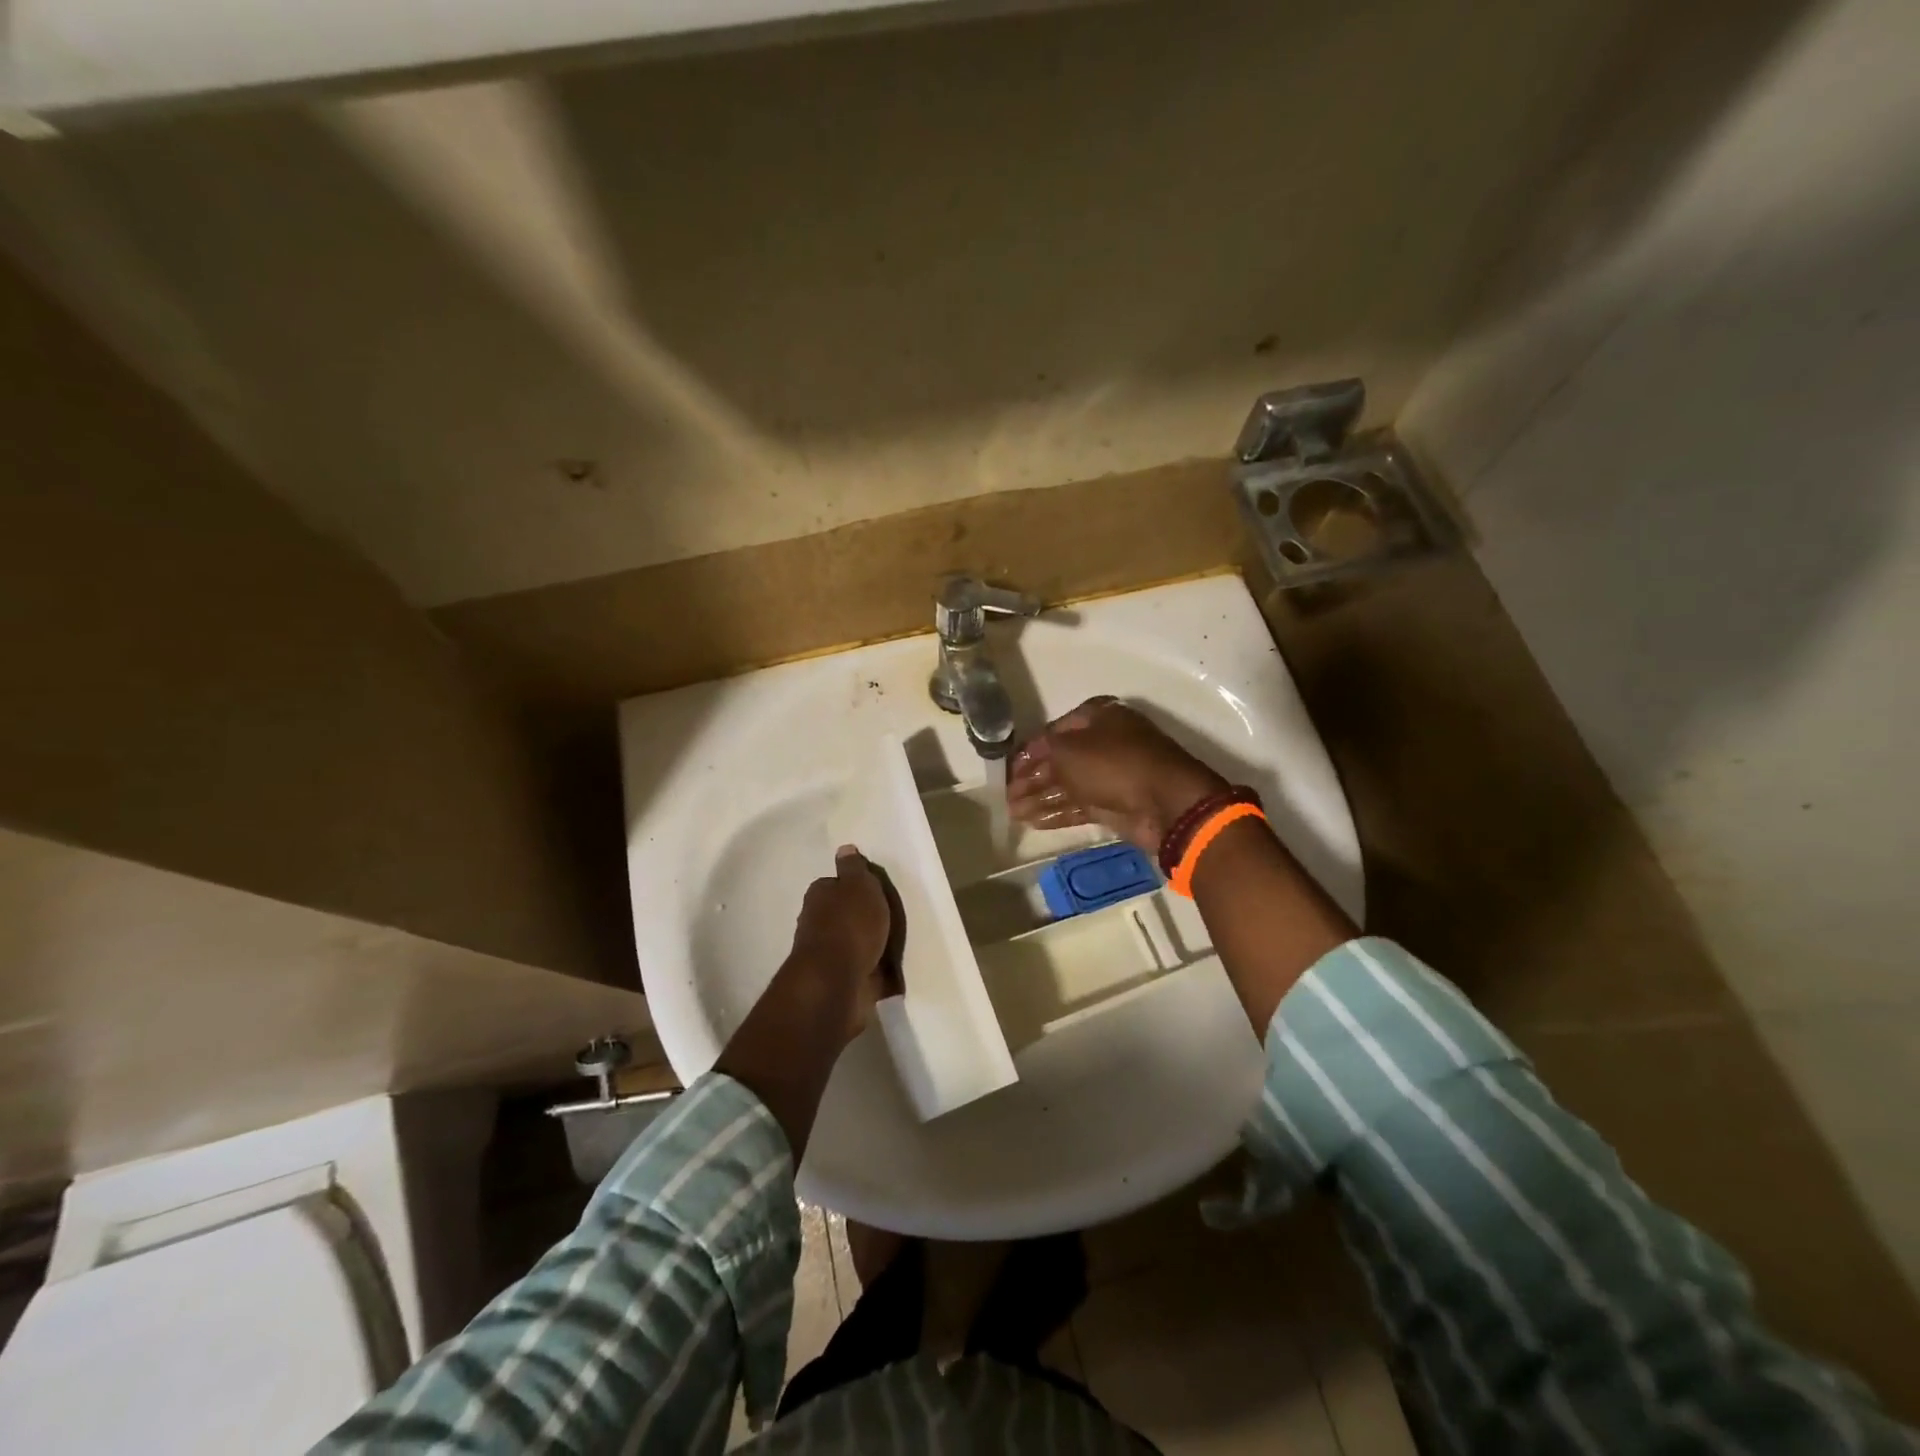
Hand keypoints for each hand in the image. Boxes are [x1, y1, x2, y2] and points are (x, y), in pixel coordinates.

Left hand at [788, 845, 898, 1041]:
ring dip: (871, 946)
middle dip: (862, 918)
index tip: (875, 891)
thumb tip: (844, 848)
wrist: (836, 981)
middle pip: (843, 916)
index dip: (853, 887)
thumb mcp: (858, 885)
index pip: (834, 885)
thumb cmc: (850, 924)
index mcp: (819, 897)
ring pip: (854, 944)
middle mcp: (817, 924)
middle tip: (891, 919)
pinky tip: (897, 972)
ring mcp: (829, 956)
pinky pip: (865, 971)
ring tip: (899, 946)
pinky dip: (878, 972)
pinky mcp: (842, 982)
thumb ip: (854, 868)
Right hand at [1006, 697, 1227, 854]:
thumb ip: (1045, 751)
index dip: (1031, 748)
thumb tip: (1031, 756)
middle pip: (1060, 760)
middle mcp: (1105, 743)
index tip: (1009, 767)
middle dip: (1032, 777)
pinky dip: (1057, 813)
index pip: (1056, 730)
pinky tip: (1033, 822)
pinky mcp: (1115, 804)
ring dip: (1040, 798)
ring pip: (1068, 785)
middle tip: (1007, 794)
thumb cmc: (1113, 763)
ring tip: (1013, 813)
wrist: (1164, 803)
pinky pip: (1079, 806)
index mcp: (1100, 717)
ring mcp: (1111, 775)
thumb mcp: (1069, 749)